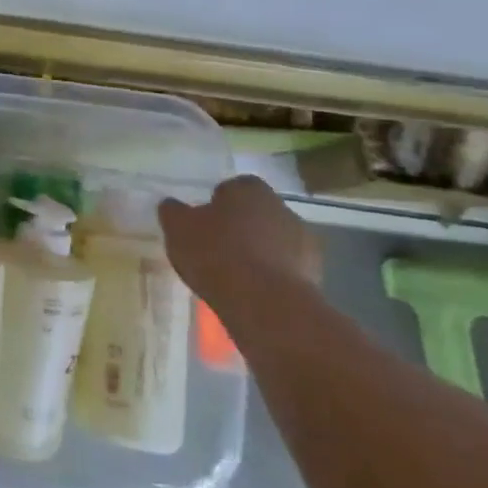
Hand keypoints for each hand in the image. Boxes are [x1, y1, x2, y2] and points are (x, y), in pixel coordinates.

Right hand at [158, 175, 319, 311]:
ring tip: (233, 272)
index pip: (234, 186)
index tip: (204, 220)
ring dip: (259, 250)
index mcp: (250, 190)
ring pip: (274, 239)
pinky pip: (286, 266)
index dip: (218, 202)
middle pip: (257, 212)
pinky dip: (271, 273)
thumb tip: (172, 205)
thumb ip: (173, 211)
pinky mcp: (315, 273)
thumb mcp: (177, 228)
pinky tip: (252, 290)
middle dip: (240, 225)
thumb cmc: (215, 253)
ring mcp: (304, 241)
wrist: (263, 302)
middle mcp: (282, 208)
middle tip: (216, 245)